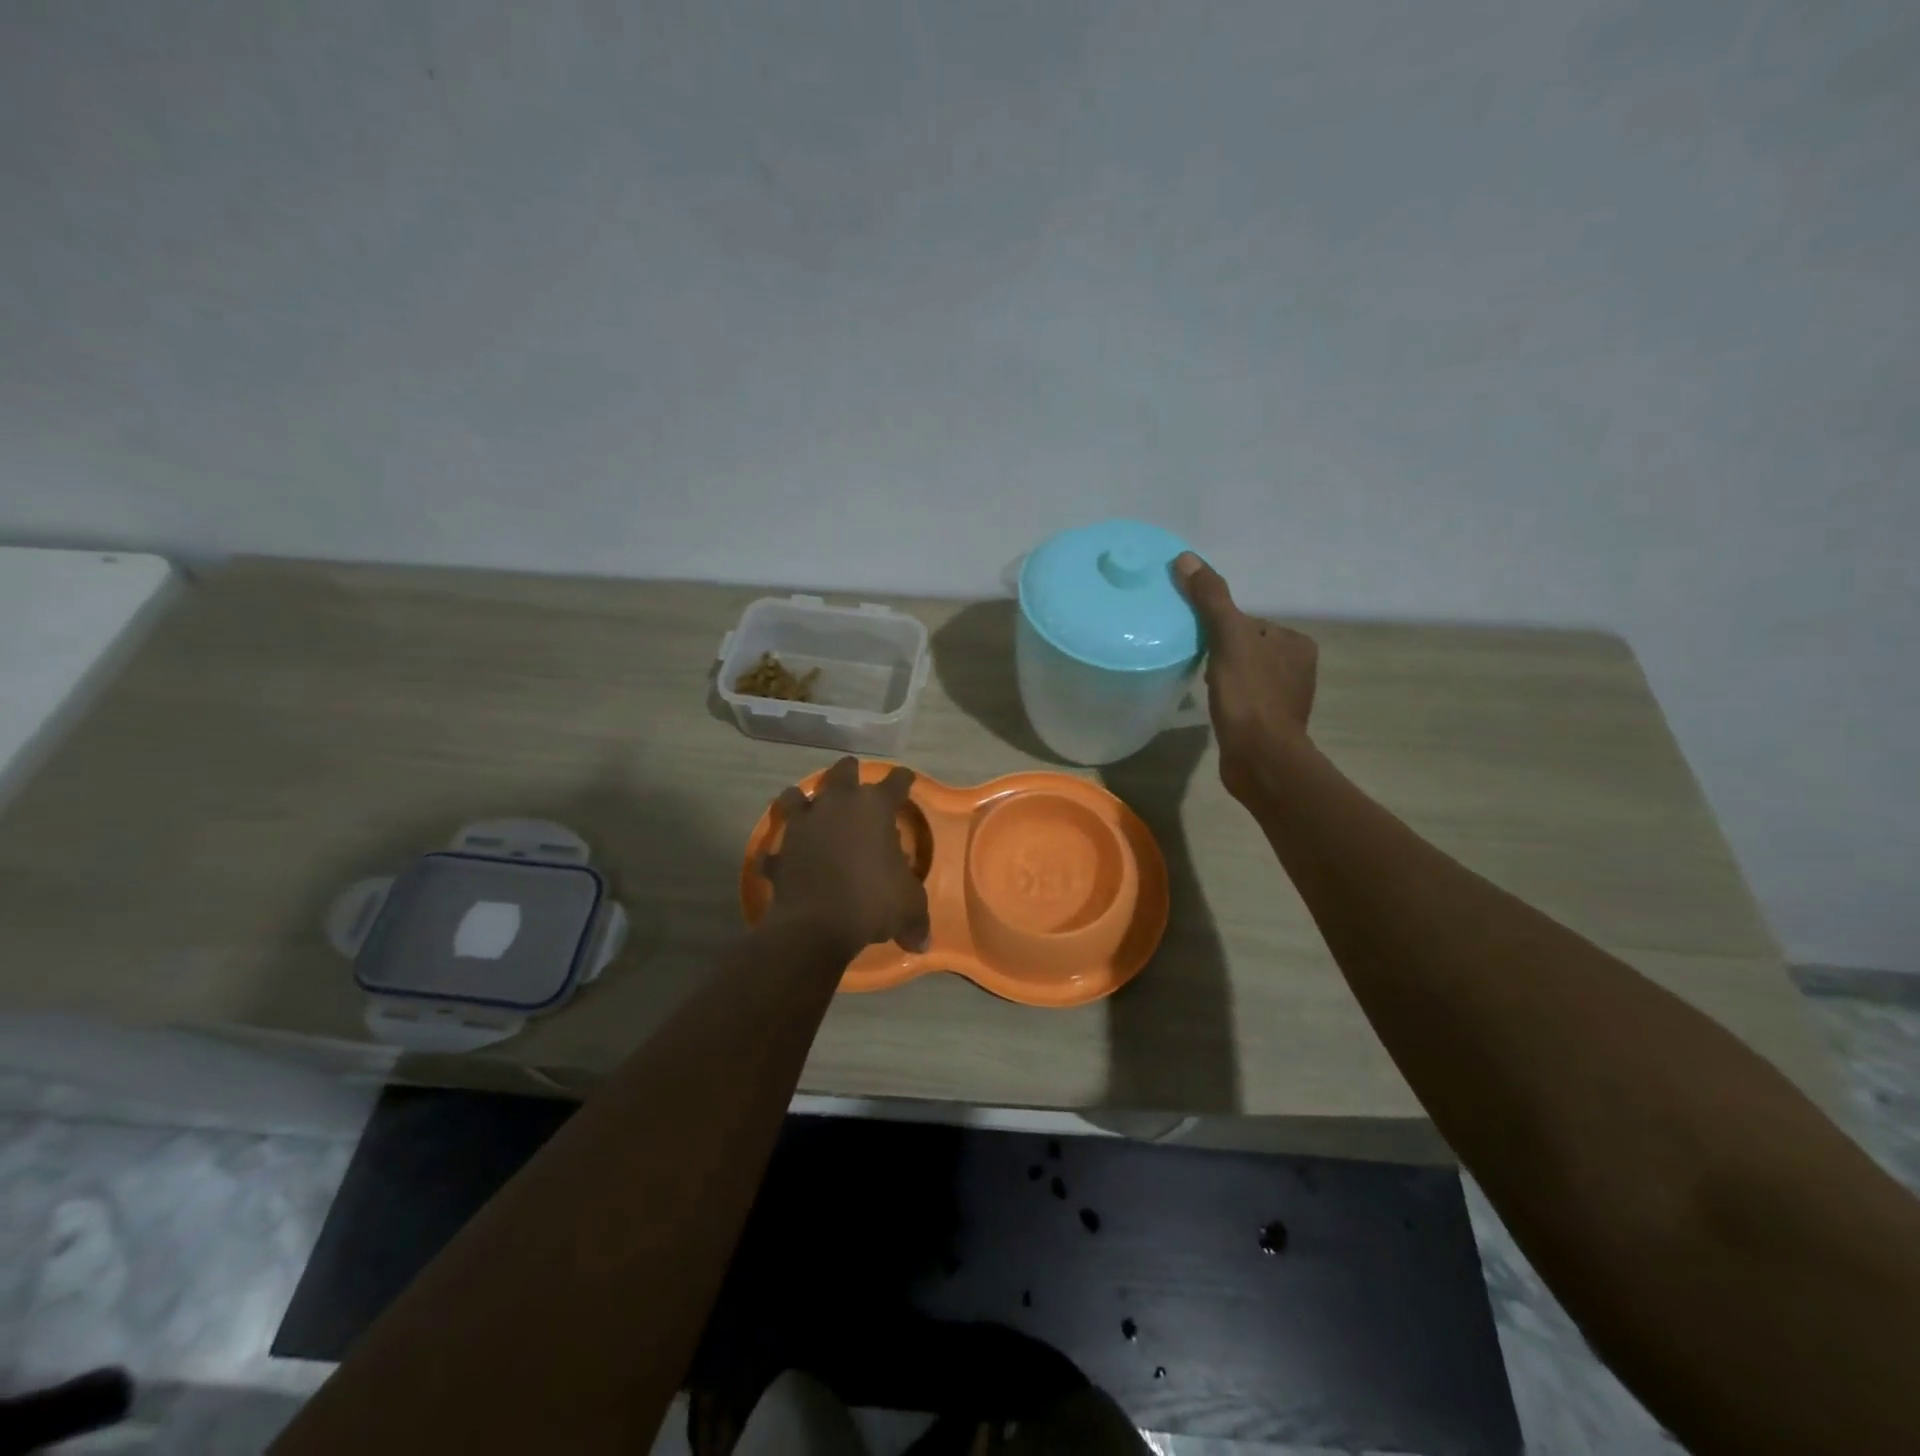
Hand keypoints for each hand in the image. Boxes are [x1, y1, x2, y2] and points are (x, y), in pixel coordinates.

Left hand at [763, 757, 930, 954]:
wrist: (814, 925)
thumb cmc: (871, 903)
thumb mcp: (908, 910)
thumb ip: (917, 919)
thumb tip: (922, 943)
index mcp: (874, 808)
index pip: (895, 782)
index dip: (903, 779)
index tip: (906, 779)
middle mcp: (837, 805)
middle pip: (843, 772)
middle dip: (850, 772)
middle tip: (855, 779)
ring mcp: (803, 824)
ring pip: (796, 795)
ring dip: (803, 799)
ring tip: (810, 808)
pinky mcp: (780, 850)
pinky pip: (777, 847)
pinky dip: (781, 851)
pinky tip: (785, 859)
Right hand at [1174, 553, 1318, 804]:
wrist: (1261, 758)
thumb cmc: (1249, 696)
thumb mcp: (1228, 639)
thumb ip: (1211, 600)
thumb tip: (1186, 559)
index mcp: (1296, 643)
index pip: (1248, 622)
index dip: (1219, 628)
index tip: (1198, 640)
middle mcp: (1297, 667)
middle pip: (1245, 647)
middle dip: (1220, 653)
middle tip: (1197, 663)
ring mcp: (1285, 698)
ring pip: (1244, 673)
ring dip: (1223, 677)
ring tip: (1203, 687)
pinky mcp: (1271, 723)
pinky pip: (1243, 699)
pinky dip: (1228, 699)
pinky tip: (1215, 708)